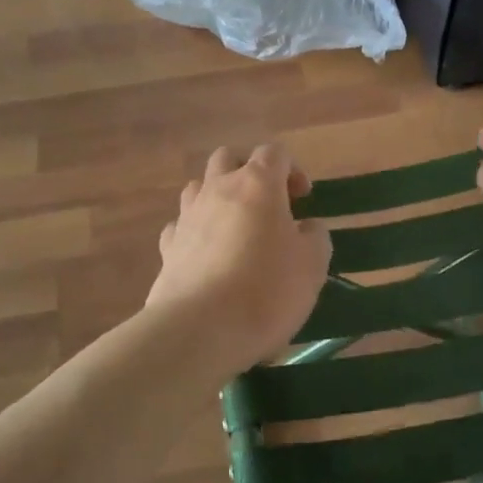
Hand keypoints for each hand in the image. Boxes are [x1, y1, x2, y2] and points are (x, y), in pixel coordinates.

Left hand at [145, 144, 331, 376]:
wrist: (201, 329)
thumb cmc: (266, 290)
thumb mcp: (312, 265)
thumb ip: (314, 237)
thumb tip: (306, 227)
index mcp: (257, 184)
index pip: (274, 153)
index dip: (292, 169)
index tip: (303, 198)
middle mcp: (218, 189)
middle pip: (228, 158)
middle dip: (248, 171)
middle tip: (267, 204)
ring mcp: (187, 216)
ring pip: (199, 186)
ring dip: (218, 196)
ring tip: (236, 227)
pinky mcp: (168, 246)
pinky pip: (181, 224)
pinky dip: (196, 230)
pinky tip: (208, 254)